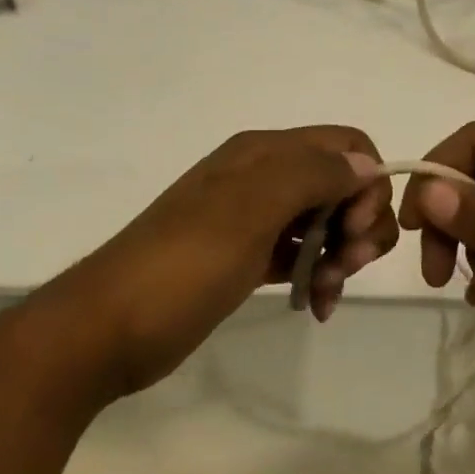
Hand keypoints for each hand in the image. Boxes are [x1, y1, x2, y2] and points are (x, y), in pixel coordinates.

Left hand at [79, 127, 397, 393]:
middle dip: (358, 223)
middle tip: (346, 266)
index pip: (345, 144)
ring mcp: (254, 218)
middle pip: (341, 183)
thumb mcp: (249, 211)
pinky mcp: (247, 257)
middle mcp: (263, 176)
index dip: (366, 183)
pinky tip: (317, 305)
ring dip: (341, 254)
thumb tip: (366, 163)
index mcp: (264, 153)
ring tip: (326, 293)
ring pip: (325, 220)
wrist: (108, 328)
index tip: (355, 230)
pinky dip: (317, 273)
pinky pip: (301, 253)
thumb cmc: (183, 265)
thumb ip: (311, 176)